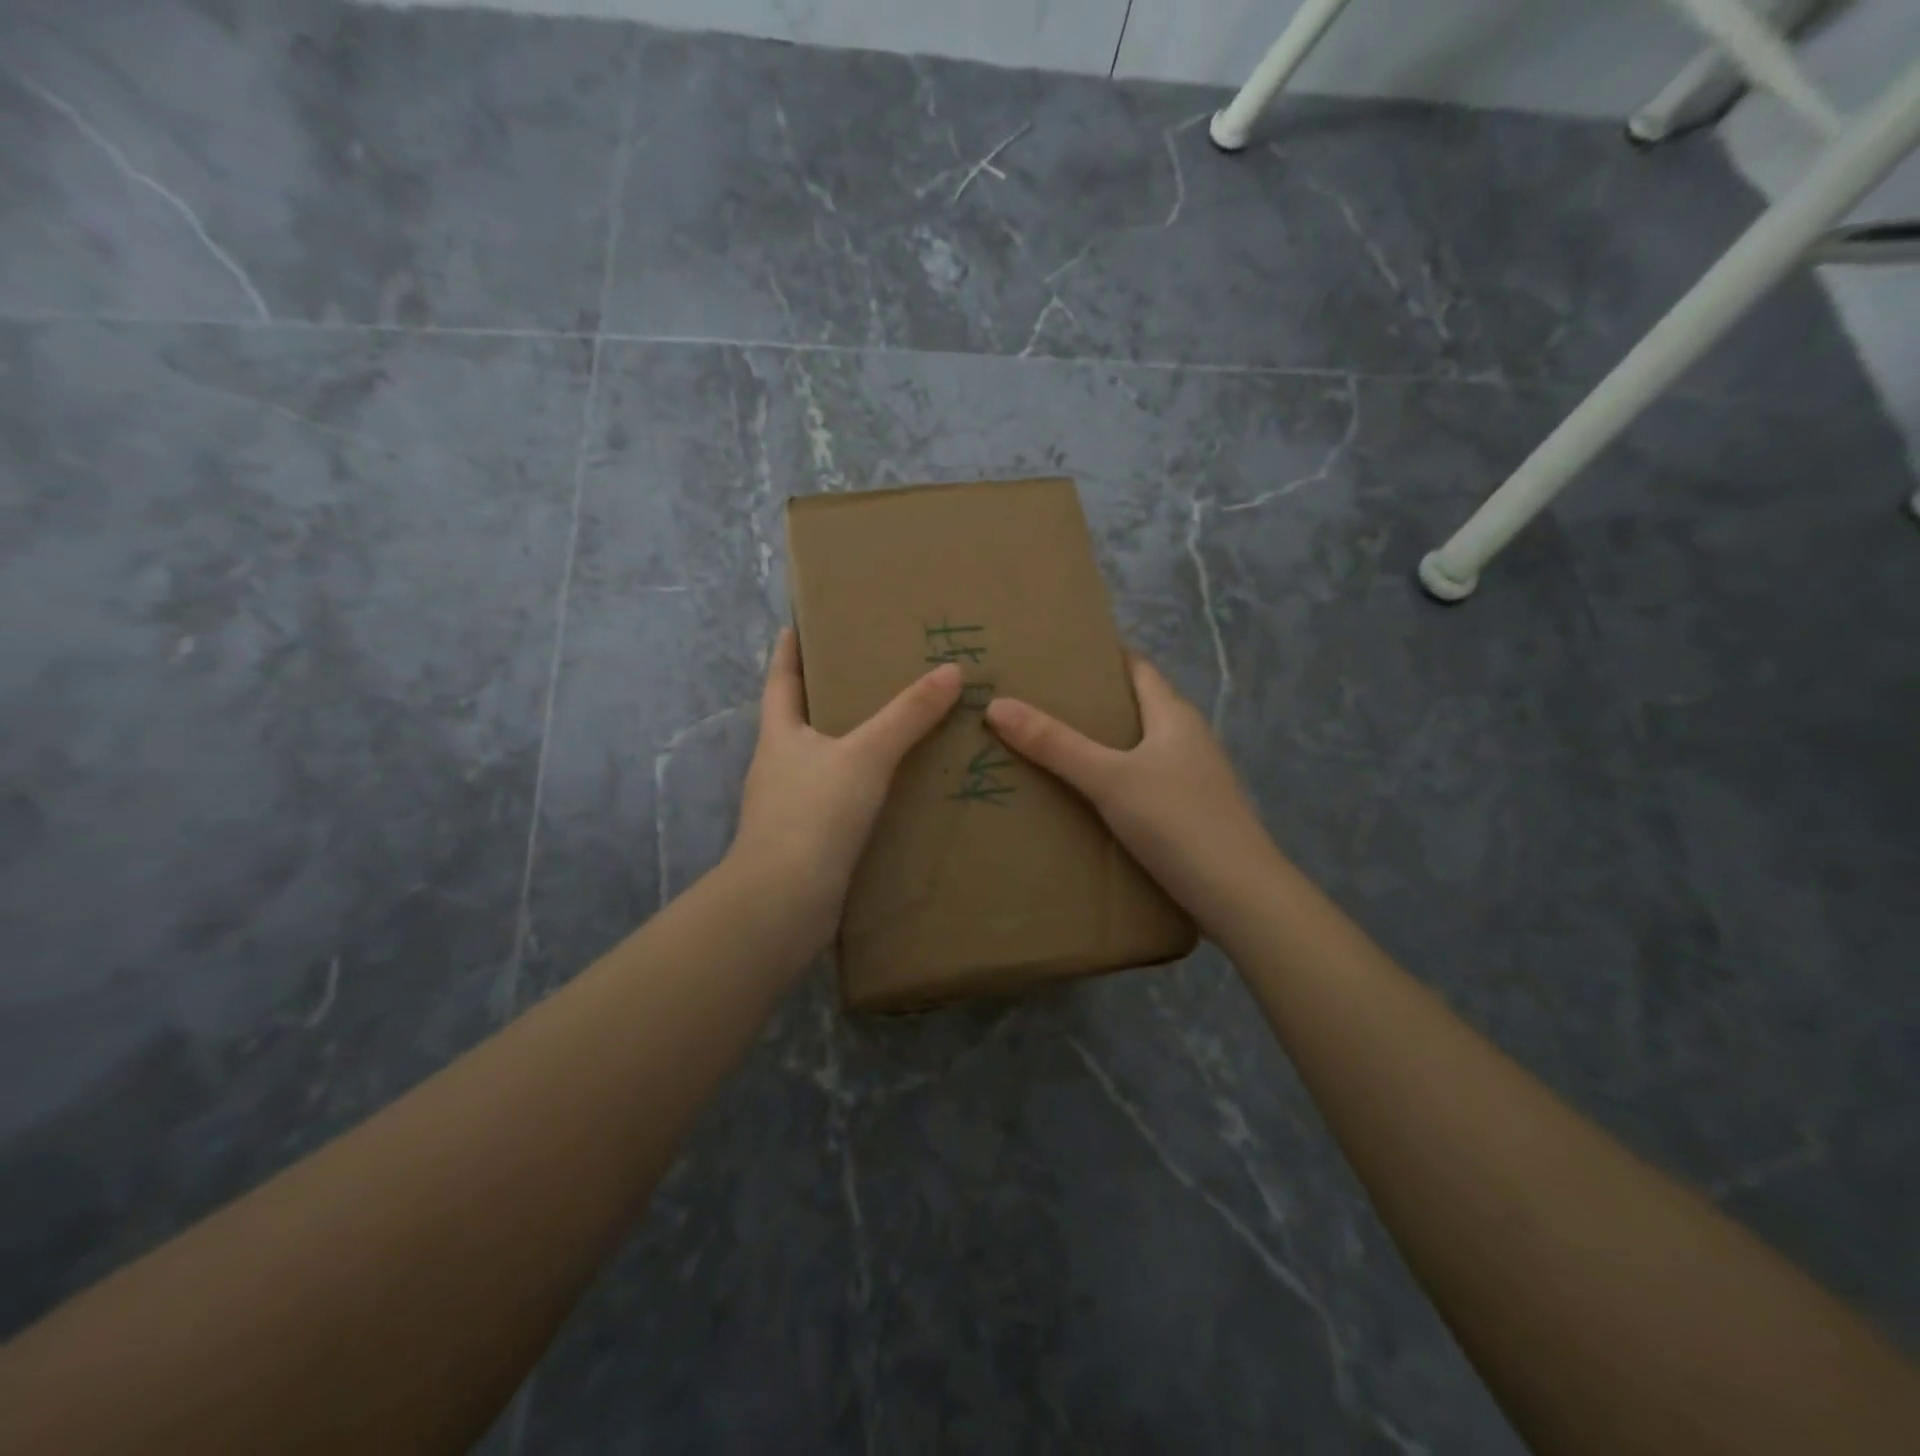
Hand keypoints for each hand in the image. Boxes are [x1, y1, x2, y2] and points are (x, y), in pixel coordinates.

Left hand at [729, 628, 962, 945]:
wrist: (783, 903)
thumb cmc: (814, 815)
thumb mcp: (866, 756)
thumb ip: (908, 715)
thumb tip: (952, 670)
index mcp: (779, 735)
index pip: (781, 679)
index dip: (788, 650)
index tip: (797, 624)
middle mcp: (778, 765)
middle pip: (799, 719)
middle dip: (826, 695)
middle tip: (868, 672)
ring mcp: (789, 806)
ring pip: (821, 762)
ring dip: (847, 744)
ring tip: (890, 729)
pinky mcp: (806, 840)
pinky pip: (836, 800)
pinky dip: (858, 787)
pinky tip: (888, 790)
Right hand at [985, 654, 1280, 932]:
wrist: (1240, 896)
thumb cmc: (1178, 822)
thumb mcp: (1109, 779)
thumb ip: (1055, 745)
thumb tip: (997, 705)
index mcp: (1174, 715)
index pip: (1136, 668)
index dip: (1101, 657)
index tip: (1054, 656)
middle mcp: (1187, 738)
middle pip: (1135, 705)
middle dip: (1091, 703)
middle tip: (1036, 702)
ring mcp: (1192, 776)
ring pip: (1139, 746)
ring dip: (1101, 743)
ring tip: (1049, 745)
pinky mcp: (1190, 811)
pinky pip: (1143, 780)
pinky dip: (1114, 778)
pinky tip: (1086, 795)